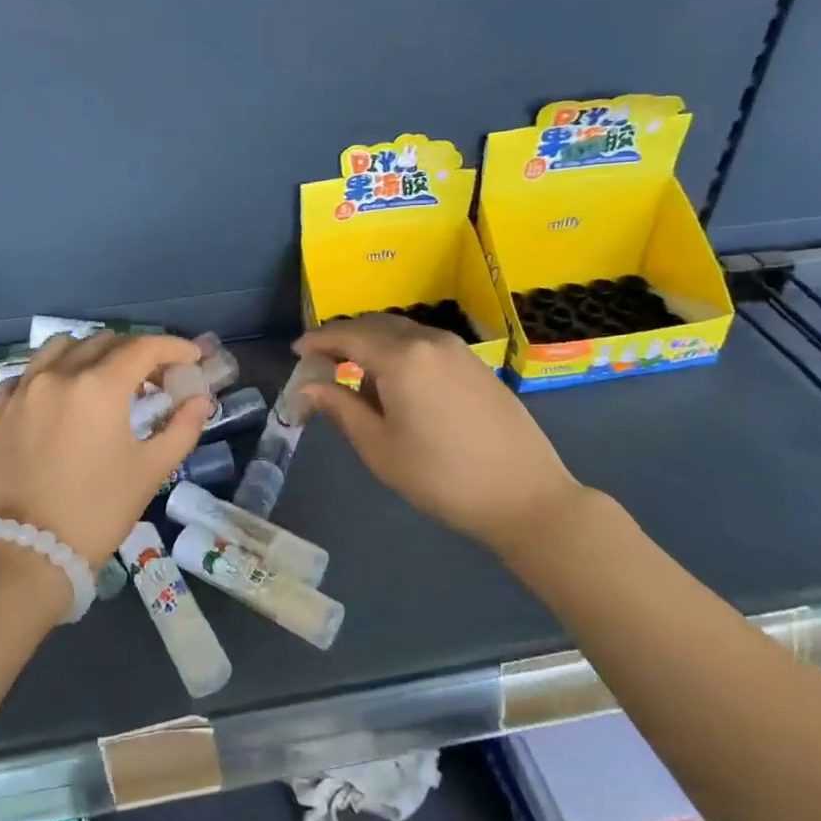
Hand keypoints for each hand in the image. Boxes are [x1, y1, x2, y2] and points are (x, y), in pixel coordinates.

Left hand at [0, 332, 211, 568]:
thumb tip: (201, 399)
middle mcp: (59, 375)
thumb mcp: (150, 470)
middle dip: (136, 352)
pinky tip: (61, 397)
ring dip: (91, 353)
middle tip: (154, 378)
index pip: (144, 347)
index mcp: (100, 386)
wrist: (27, 553)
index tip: (191, 358)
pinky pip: (27, 374)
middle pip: (105, 342)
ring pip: (61, 348)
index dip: (174, 347)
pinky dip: (51, 373)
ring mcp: (22, 390)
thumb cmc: (98, 511)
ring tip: (105, 379)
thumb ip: (182, 428)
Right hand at [293, 314, 586, 557]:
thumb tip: (306, 387)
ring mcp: (458, 349)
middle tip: (322, 363)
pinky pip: (425, 344)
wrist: (525, 495)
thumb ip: (340, 408)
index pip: (347, 335)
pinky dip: (400, 353)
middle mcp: (429, 340)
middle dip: (344, 339)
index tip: (296, 353)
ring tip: (356, 377)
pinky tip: (397, 384)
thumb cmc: (441, 477)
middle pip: (375, 325)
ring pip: (402, 333)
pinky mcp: (475, 364)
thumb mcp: (379, 447)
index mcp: (401, 357)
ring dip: (373, 345)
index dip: (317, 341)